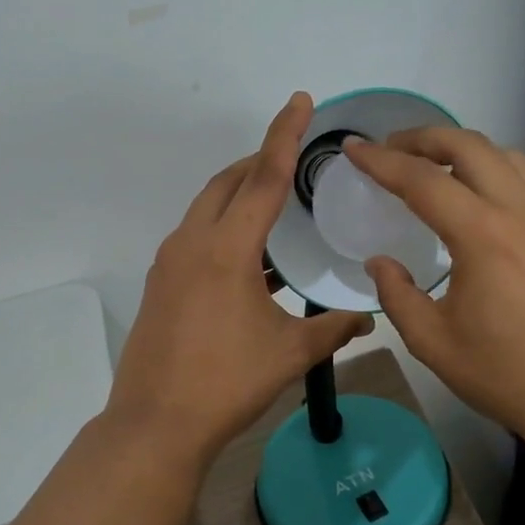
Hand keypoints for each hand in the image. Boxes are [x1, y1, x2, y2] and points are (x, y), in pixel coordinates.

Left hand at [107, 93, 372, 463]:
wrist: (156, 424)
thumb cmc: (227, 382)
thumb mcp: (289, 353)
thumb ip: (333, 329)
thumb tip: (369, 318)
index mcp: (226, 248)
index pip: (263, 177)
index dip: (284, 135)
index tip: (298, 100)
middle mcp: (192, 243)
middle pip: (227, 183)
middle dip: (259, 161)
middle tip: (291, 158)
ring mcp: (169, 263)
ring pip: (206, 208)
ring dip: (237, 194)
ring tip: (272, 202)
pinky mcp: (159, 284)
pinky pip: (195, 235)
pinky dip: (221, 226)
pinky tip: (246, 255)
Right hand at [343, 129, 524, 453]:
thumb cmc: (506, 374)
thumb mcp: (432, 343)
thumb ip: (397, 295)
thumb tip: (379, 262)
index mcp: (482, 237)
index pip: (422, 180)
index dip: (381, 161)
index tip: (354, 149)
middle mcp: (520, 212)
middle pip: (469, 147)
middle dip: (423, 138)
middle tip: (391, 149)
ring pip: (505, 154)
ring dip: (462, 147)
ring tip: (433, 163)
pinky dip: (495, 166)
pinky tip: (480, 191)